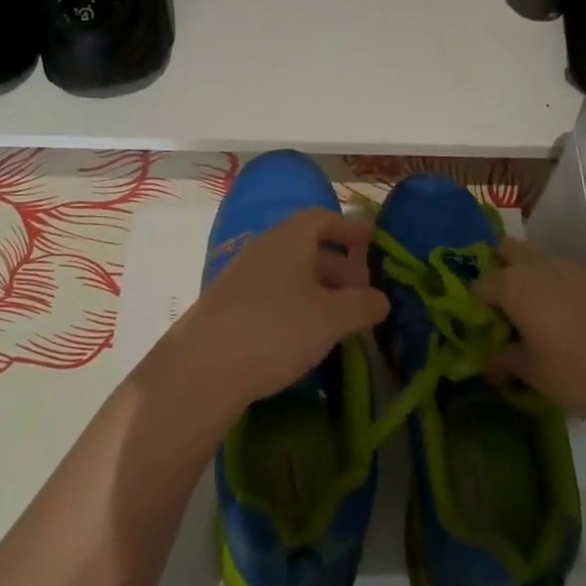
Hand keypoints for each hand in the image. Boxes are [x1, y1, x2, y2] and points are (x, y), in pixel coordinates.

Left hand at [167, 209, 386, 414]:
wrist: (203, 367)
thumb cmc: (277, 328)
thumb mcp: (332, 317)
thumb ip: (362, 305)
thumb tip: (381, 300)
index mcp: (289, 238)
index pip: (322, 218)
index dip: (348, 227)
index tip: (371, 241)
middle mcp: (264, 249)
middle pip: (307, 246)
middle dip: (338, 265)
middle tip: (361, 291)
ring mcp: (241, 277)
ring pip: (289, 273)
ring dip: (317, 289)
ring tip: (339, 318)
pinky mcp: (228, 307)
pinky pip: (271, 294)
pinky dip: (295, 305)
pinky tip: (305, 335)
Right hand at [475, 239, 585, 431]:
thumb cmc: (580, 375)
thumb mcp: (534, 374)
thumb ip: (506, 361)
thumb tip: (490, 363)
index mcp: (516, 286)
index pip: (481, 283)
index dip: (476, 303)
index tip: (482, 325)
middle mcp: (541, 266)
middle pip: (508, 250)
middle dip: (500, 269)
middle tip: (504, 305)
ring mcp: (575, 268)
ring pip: (540, 258)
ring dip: (531, 276)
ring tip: (538, 315)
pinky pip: (568, 273)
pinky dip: (559, 286)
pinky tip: (571, 320)